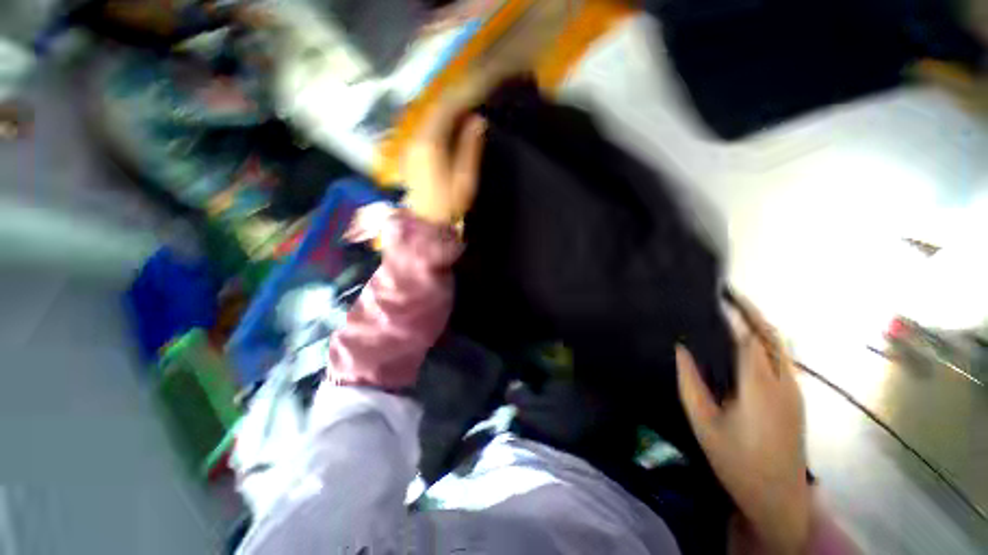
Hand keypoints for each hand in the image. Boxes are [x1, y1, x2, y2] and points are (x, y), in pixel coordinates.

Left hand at [401, 103, 486, 225]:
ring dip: (447, 108)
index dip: (464, 97)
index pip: (446, 109)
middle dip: (455, 99)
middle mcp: (416, 138)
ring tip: (465, 106)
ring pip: (429, 116)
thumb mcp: (464, 178)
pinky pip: (425, 127)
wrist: (425, 222)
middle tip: (474, 94)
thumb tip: (478, 120)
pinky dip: (439, 120)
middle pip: (435, 109)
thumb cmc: (448, 204)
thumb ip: (470, 147)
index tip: (479, 91)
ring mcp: (411, 144)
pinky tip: (450, 122)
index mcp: (431, 143)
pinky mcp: (410, 152)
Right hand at [676, 296, 810, 554]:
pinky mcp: (797, 398)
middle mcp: (784, 382)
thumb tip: (681, 349)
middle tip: (726, 296)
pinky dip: (766, 342)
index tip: (715, 298)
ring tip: (733, 313)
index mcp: (760, 387)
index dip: (733, 315)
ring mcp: (795, 391)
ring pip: (781, 346)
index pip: (749, 338)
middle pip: (771, 336)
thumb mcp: (703, 422)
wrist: (777, 497)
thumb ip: (690, 382)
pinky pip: (783, 359)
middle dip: (751, 311)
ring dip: (759, 325)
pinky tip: (746, 344)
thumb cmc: (736, 461)